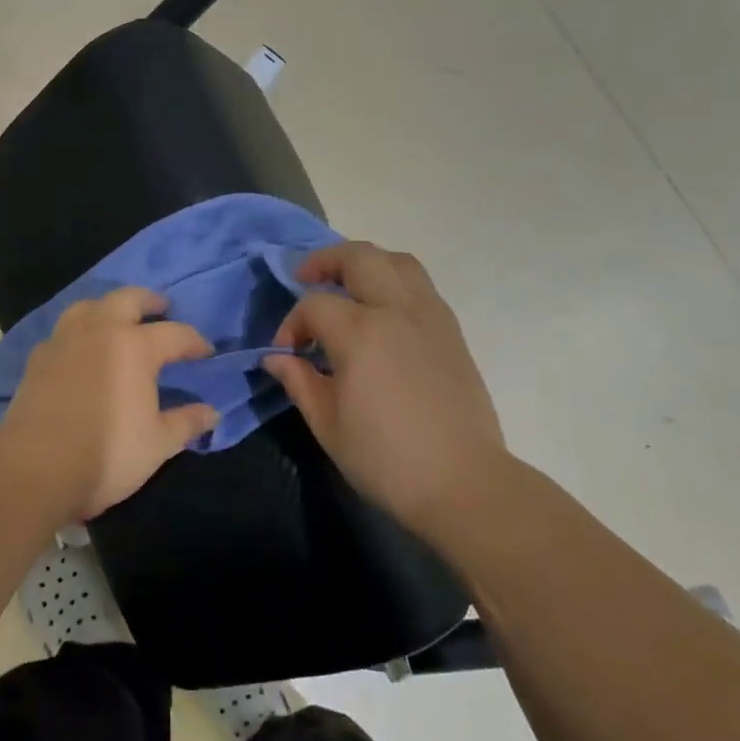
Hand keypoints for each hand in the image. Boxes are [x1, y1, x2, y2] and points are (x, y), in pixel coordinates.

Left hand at [0, 287, 220, 520]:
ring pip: (88, 306)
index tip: (206, 352)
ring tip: (116, 320)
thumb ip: (186, 423)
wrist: (35, 468)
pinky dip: (78, 333)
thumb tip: (212, 413)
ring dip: (108, 307)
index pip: (175, 333)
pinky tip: (80, 350)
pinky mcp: (37, 359)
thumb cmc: (107, 454)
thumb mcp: (158, 444)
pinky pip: (62, 332)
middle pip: (128, 298)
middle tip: (161, 308)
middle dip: (149, 300)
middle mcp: (99, 331)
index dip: (194, 342)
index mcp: (135, 346)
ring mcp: (64, 341)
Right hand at [265, 242, 508, 530]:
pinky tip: (382, 310)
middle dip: (325, 261)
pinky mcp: (451, 331)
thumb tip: (277, 358)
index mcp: (361, 333)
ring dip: (365, 262)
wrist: (463, 483)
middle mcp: (397, 311)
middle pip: (359, 257)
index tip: (287, 354)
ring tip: (347, 283)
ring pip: (397, 261)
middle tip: (305, 278)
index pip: (314, 305)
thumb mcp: (328, 425)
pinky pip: (420, 285)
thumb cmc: (386, 459)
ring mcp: (430, 317)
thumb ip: (299, 381)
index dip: (292, 324)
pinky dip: (394, 280)